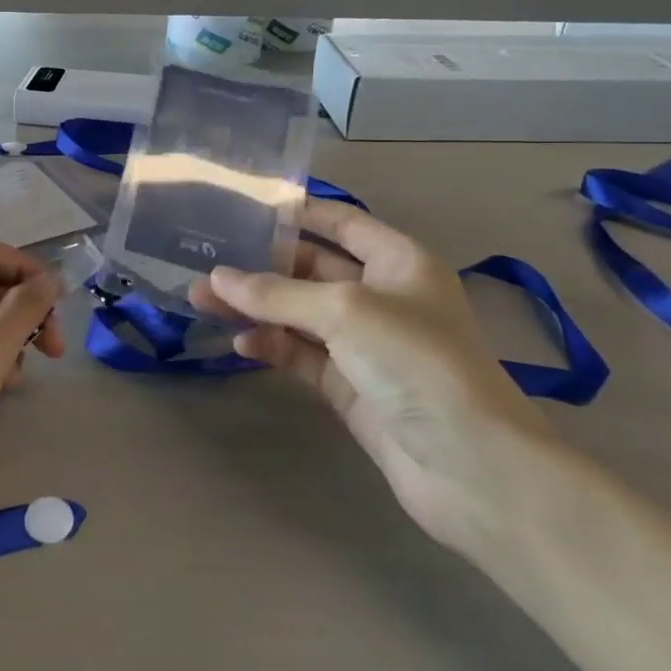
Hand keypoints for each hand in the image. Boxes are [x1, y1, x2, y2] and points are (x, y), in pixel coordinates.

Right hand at [191, 202, 553, 552]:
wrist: (468, 465)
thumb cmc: (415, 362)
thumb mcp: (344, 311)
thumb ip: (277, 293)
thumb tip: (217, 277)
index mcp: (397, 262)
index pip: (342, 223)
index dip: (299, 213)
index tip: (246, 205)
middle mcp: (381, 296)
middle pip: (311, 269)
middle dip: (261, 265)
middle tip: (207, 260)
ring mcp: (363, 344)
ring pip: (297, 313)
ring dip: (255, 307)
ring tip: (202, 300)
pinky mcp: (348, 384)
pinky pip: (299, 353)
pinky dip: (271, 345)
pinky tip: (240, 343)